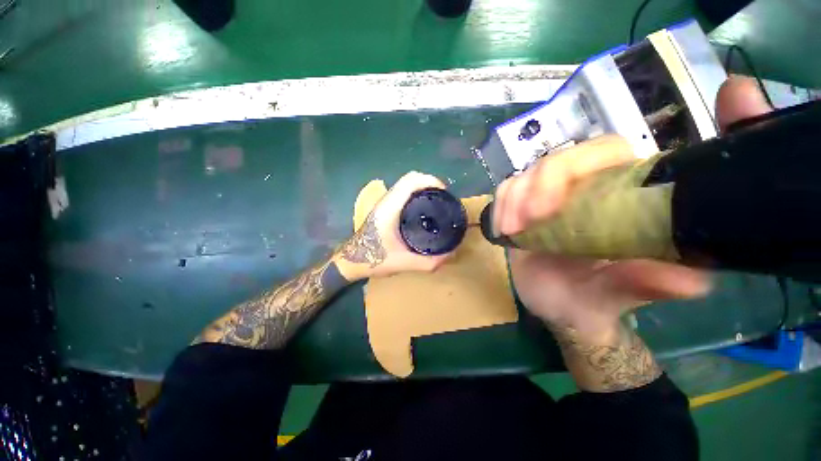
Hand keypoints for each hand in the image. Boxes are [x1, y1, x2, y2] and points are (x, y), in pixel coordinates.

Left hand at [335, 171, 452, 280]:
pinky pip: (403, 192)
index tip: (445, 193)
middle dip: (429, 182)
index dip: (431, 181)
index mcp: (390, 207)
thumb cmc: (373, 259)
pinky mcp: (384, 207)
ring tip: (436, 201)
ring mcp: (384, 202)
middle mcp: (386, 200)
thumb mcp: (404, 263)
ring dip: (422, 186)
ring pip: (406, 184)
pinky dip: (416, 192)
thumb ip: (429, 262)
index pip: (411, 181)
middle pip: (410, 178)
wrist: (351, 261)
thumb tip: (451, 254)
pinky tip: (423, 208)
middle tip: (443, 198)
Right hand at [504, 75, 769, 340]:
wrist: (558, 304)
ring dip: (512, 200)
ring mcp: (547, 196)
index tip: (549, 209)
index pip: (606, 152)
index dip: (578, 166)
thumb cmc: (591, 299)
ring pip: (525, 175)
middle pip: (557, 160)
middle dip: (535, 187)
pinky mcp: (521, 206)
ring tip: (510, 232)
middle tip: (521, 223)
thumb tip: (689, 280)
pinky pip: (506, 191)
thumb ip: (644, 285)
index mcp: (620, 196)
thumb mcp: (616, 296)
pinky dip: (500, 206)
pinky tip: (502, 230)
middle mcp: (584, 187)